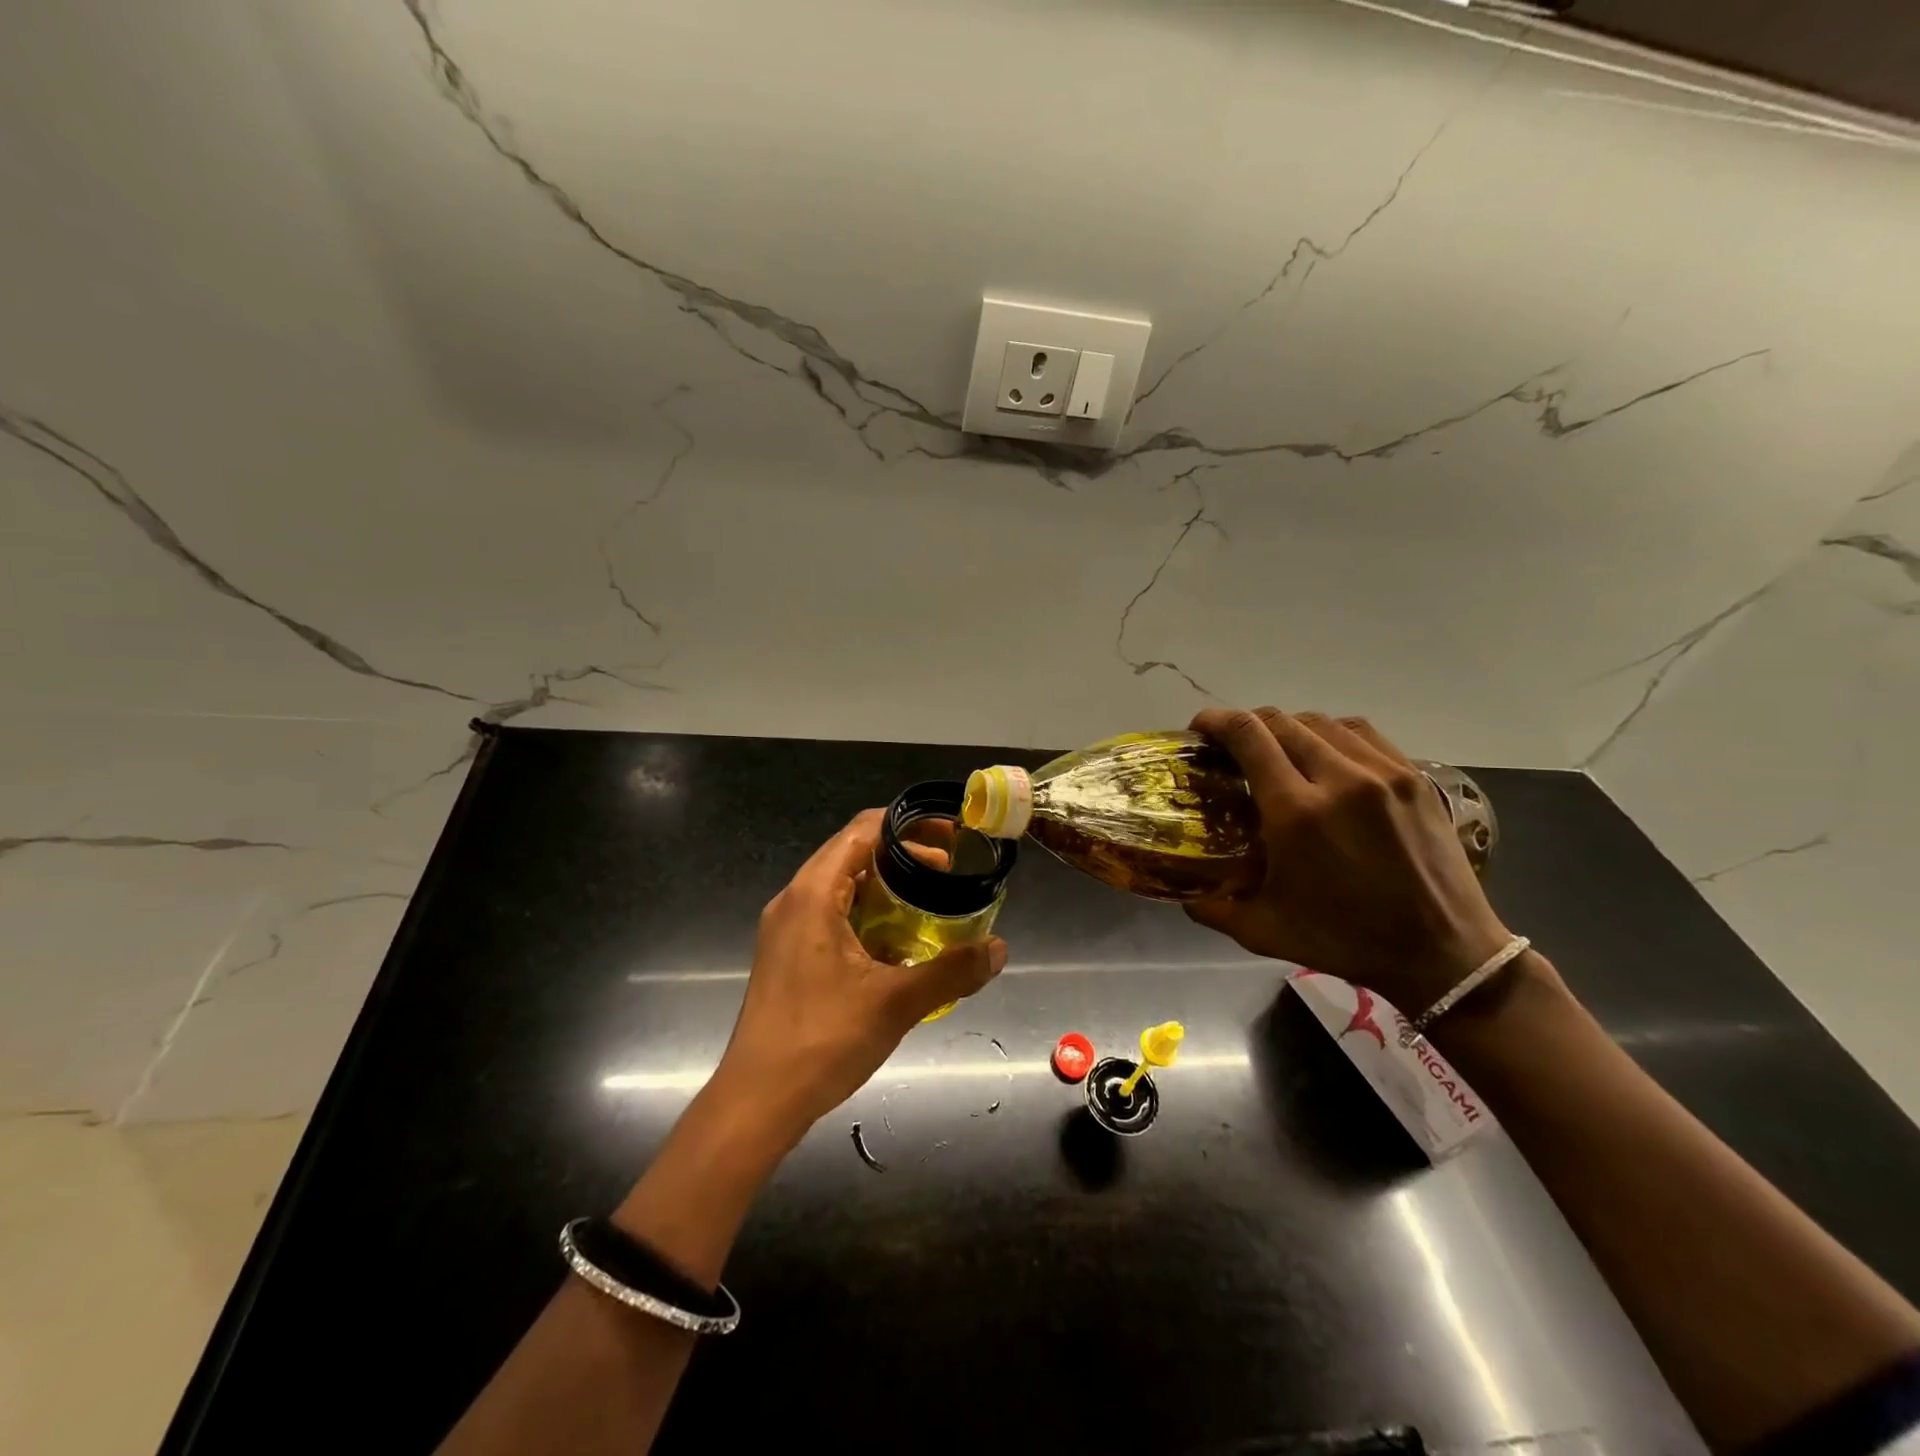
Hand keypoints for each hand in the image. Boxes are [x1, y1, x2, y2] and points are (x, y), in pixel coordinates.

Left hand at [709, 809, 1007, 1147]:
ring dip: (885, 889)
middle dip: (902, 857)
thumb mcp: (896, 1003)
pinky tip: (897, 945)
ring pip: (842, 887)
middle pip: (852, 853)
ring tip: (929, 905)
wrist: (757, 1102)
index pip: (862, 831)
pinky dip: (868, 916)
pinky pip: (832, 915)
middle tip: (948, 873)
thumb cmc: (822, 1040)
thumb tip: (998, 949)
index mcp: (813, 894)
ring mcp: (787, 929)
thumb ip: (952, 971)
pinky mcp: (788, 955)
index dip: (908, 826)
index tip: (949, 838)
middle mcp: (795, 900)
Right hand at [1186, 708, 1511, 1014]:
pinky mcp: (1413, 777)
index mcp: (1297, 813)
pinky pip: (1360, 733)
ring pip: (1321, 722)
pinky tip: (1325, 757)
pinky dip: (1331, 735)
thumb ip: (1211, 907)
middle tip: (1232, 747)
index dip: (1216, 720)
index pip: (1248, 735)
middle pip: (1281, 720)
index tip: (1199, 728)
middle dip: (1247, 725)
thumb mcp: (1262, 931)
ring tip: (1278, 752)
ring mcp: (1383, 773)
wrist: (1444, 953)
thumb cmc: (1346, 942)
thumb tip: (1182, 891)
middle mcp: (1340, 779)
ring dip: (1288, 729)